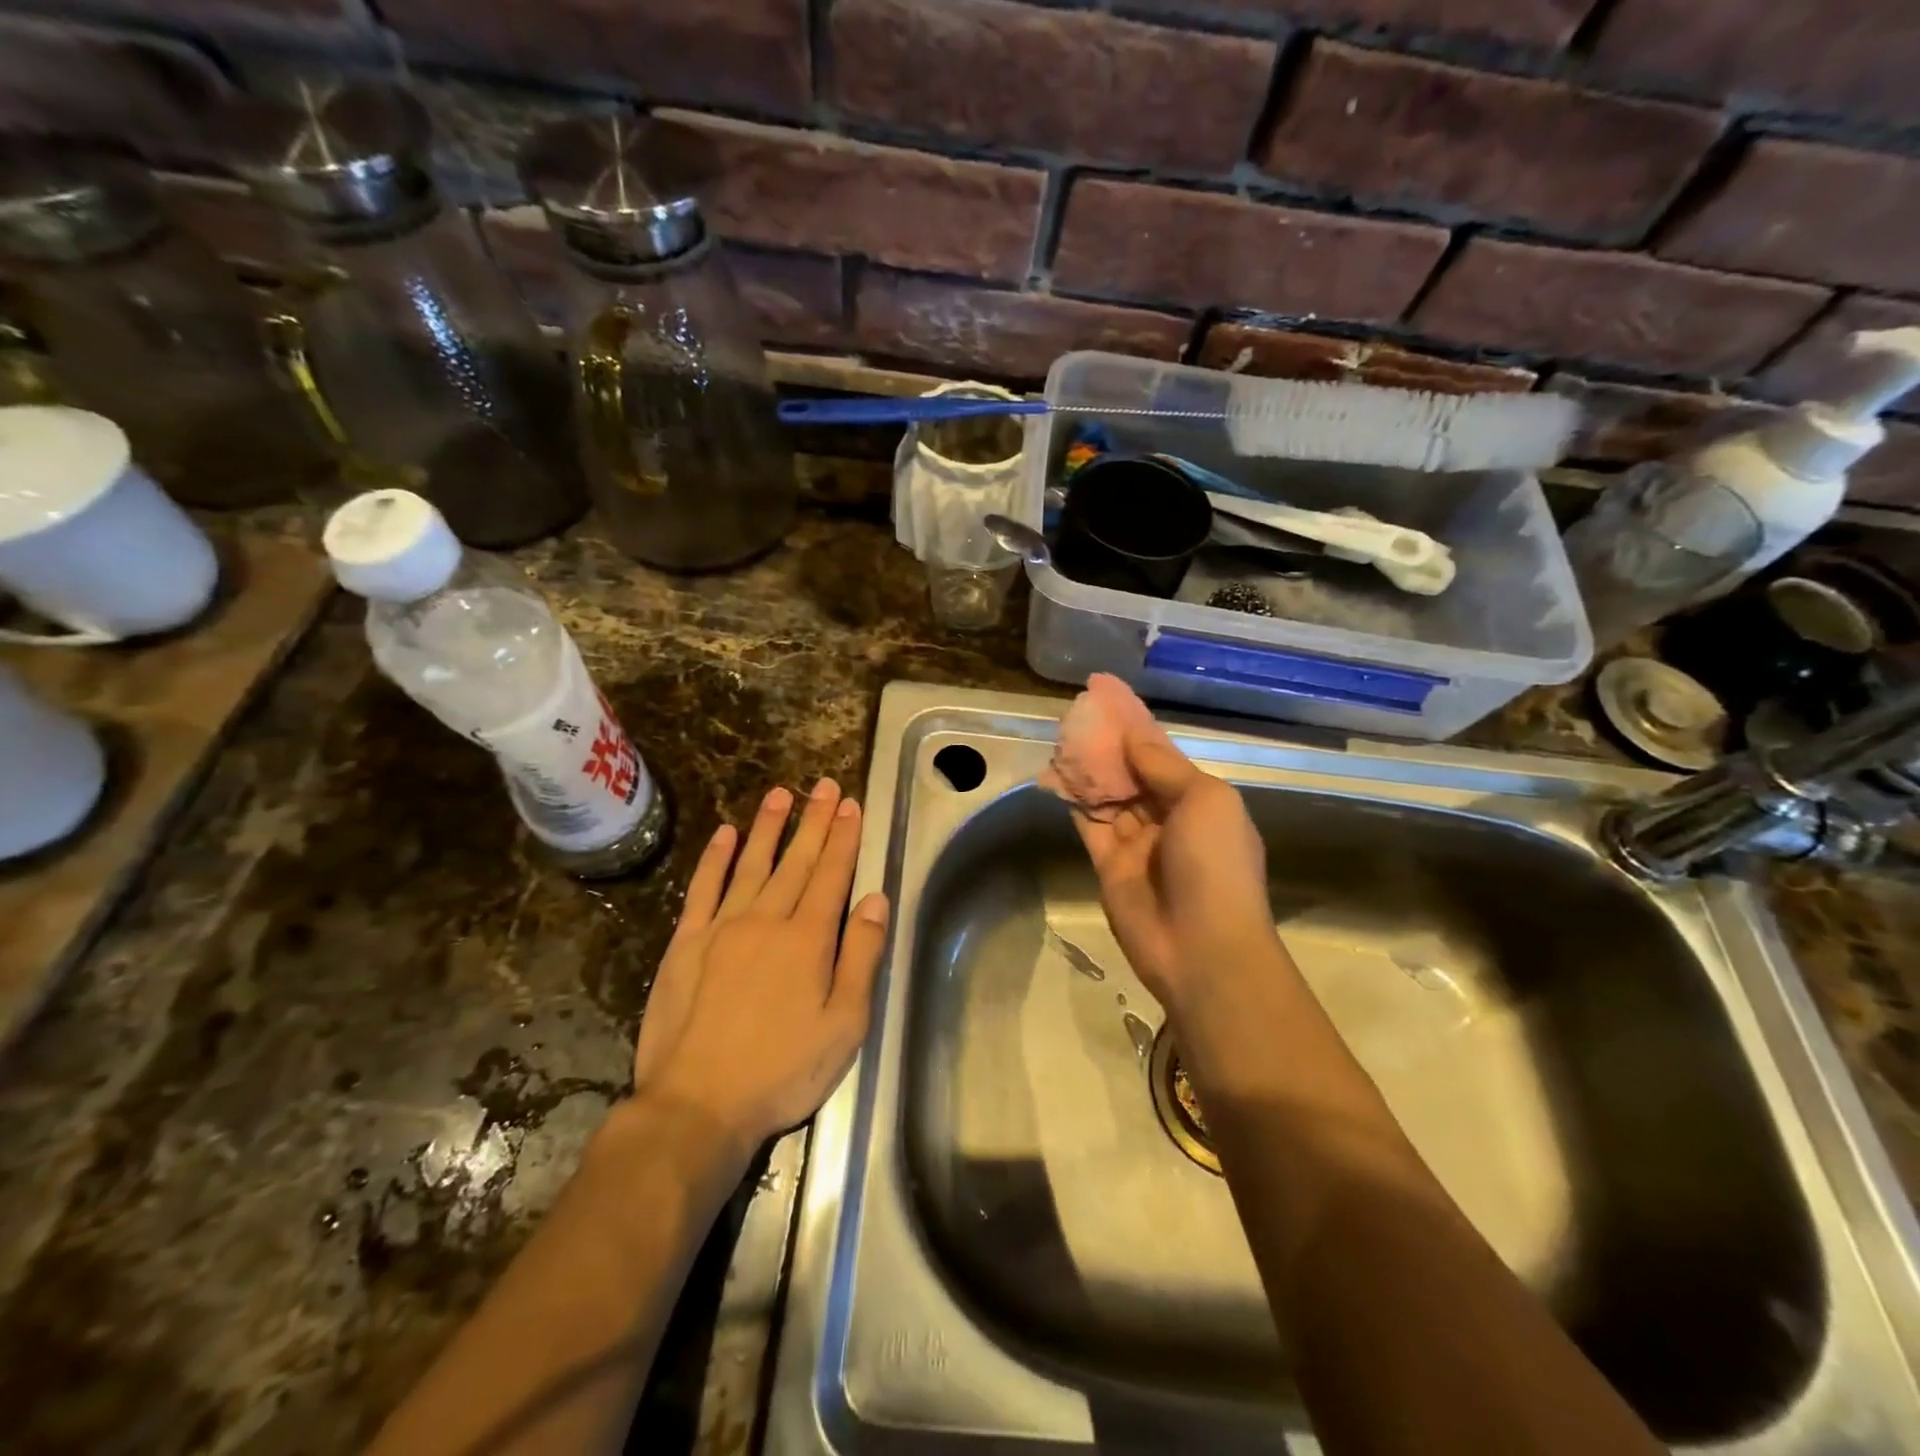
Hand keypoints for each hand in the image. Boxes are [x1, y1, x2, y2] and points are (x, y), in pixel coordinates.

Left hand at [632, 779, 888, 1154]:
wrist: (698, 1104)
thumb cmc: (782, 1070)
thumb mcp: (844, 1025)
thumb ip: (861, 957)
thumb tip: (875, 900)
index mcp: (808, 939)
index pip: (831, 874)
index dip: (843, 838)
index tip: (851, 805)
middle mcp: (766, 920)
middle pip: (795, 860)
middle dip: (814, 821)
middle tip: (824, 785)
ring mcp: (721, 928)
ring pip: (750, 863)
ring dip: (768, 827)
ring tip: (781, 794)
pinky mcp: (685, 943)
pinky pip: (703, 888)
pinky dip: (715, 859)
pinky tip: (725, 835)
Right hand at [1071, 729, 1272, 1012]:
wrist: (1201, 948)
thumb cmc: (1215, 865)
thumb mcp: (1205, 801)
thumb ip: (1163, 766)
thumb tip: (1132, 733)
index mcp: (1200, 801)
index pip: (1161, 753)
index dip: (1135, 724)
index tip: (1105, 693)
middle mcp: (1168, 818)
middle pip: (1132, 772)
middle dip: (1108, 743)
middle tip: (1076, 712)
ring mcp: (1137, 843)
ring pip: (1107, 795)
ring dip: (1087, 768)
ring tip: (1060, 735)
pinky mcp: (1109, 865)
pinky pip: (1088, 823)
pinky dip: (1073, 800)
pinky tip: (1054, 773)